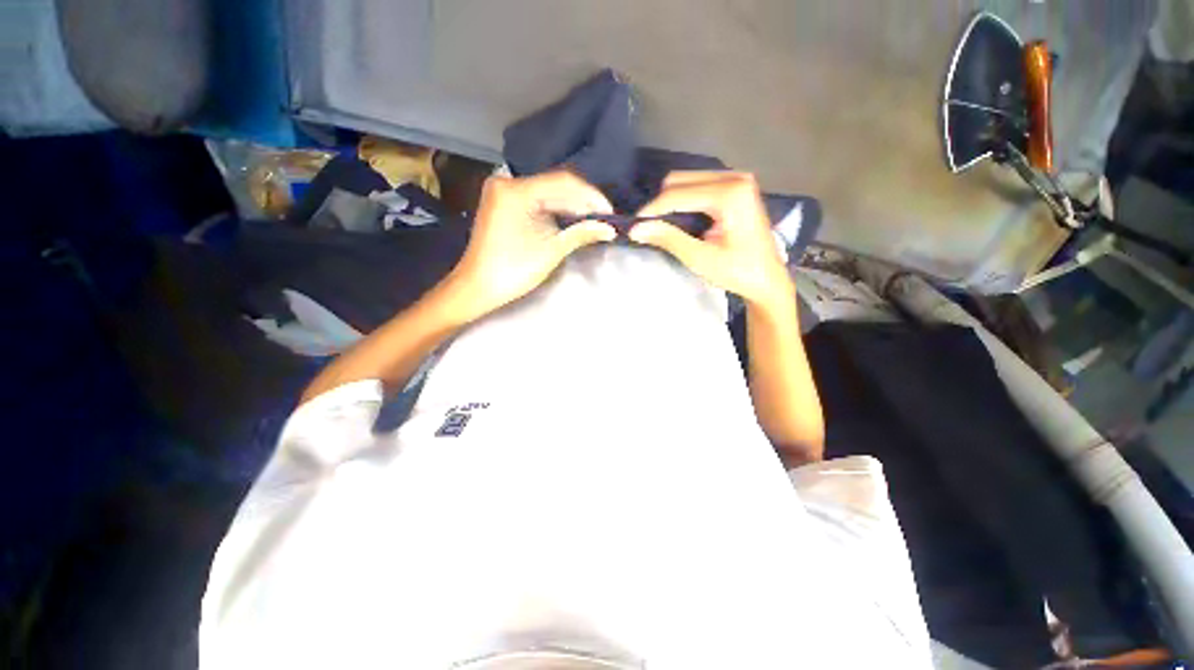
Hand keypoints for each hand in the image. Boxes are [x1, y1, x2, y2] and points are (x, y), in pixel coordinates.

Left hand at [446, 171, 616, 320]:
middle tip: (606, 220)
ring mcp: (504, 192)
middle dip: (583, 203)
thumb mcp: (551, 251)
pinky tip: (573, 220)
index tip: (611, 212)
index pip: (563, 182)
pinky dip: (556, 211)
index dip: (591, 196)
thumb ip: (581, 233)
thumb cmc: (513, 271)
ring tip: (595, 222)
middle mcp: (508, 183)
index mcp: (516, 191)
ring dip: (572, 207)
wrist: (478, 287)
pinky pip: (537, 201)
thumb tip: (610, 228)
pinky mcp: (505, 203)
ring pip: (548, 193)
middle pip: (555, 186)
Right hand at [629, 172, 792, 308]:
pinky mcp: (735, 186)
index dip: (652, 210)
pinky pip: (698, 185)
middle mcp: (734, 177)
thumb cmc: (738, 272)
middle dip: (661, 204)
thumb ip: (669, 239)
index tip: (633, 226)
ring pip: (687, 181)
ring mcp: (736, 179)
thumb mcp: (700, 259)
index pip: (677, 193)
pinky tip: (681, 221)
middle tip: (650, 229)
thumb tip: (636, 228)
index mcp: (730, 193)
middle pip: (680, 180)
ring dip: (670, 203)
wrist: (768, 279)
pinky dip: (683, 201)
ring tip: (664, 228)